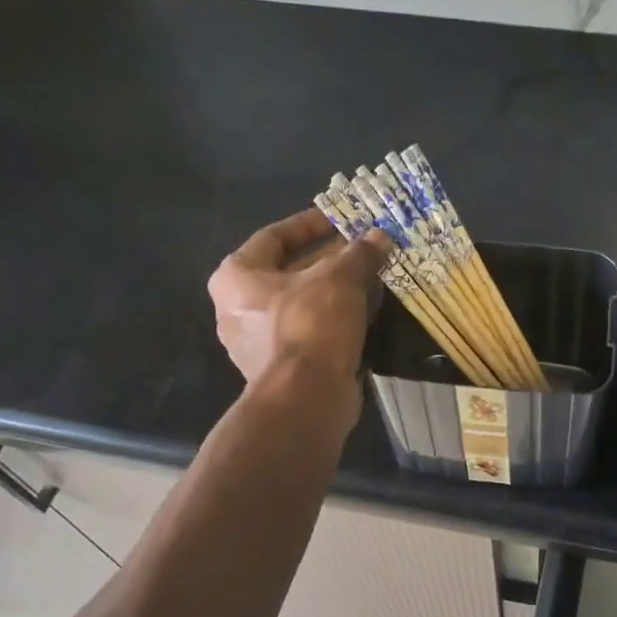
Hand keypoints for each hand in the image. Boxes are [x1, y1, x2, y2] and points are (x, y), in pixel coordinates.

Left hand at [207, 209, 391, 399]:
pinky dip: (332, 320)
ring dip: (334, 291)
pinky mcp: (280, 368)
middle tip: (363, 249)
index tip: (340, 218)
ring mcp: (256, 342)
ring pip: (301, 304)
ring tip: (369, 279)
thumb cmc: (310, 325)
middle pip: (289, 272)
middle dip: (328, 259)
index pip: (274, 236)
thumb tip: (380, 236)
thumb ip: (359, 254)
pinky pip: (308, 332)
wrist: (306, 398)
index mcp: (236, 276)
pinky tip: (363, 313)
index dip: (310, 224)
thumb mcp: (340, 279)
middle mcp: (238, 308)